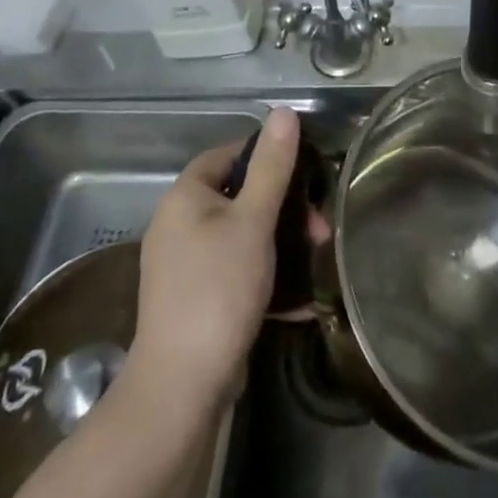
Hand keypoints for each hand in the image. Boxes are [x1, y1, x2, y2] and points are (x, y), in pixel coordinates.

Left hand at [126, 106, 302, 411]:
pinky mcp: (196, 299)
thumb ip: (272, 166)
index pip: (227, 155)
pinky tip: (300, 298)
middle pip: (238, 197)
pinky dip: (267, 275)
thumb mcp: (253, 221)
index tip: (305, 172)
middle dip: (284, 208)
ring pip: (242, 235)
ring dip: (281, 242)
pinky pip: (237, 271)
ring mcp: (185, 266)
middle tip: (319, 227)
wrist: (183, 386)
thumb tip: (283, 111)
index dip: (265, 156)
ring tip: (316, 257)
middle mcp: (178, 225)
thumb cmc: (219, 289)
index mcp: (185, 198)